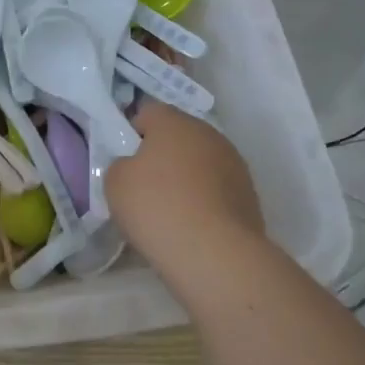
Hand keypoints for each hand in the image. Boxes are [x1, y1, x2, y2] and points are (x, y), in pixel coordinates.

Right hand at [105, 102, 266, 261]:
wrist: (214, 253)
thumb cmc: (156, 207)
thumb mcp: (115, 182)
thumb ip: (121, 164)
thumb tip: (135, 166)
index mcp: (174, 123)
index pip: (148, 112)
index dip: (132, 132)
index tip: (124, 159)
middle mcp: (209, 134)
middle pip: (178, 136)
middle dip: (161, 155)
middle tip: (144, 185)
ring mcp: (235, 164)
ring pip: (200, 162)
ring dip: (186, 177)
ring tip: (170, 209)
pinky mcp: (249, 195)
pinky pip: (216, 188)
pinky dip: (203, 199)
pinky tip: (192, 224)